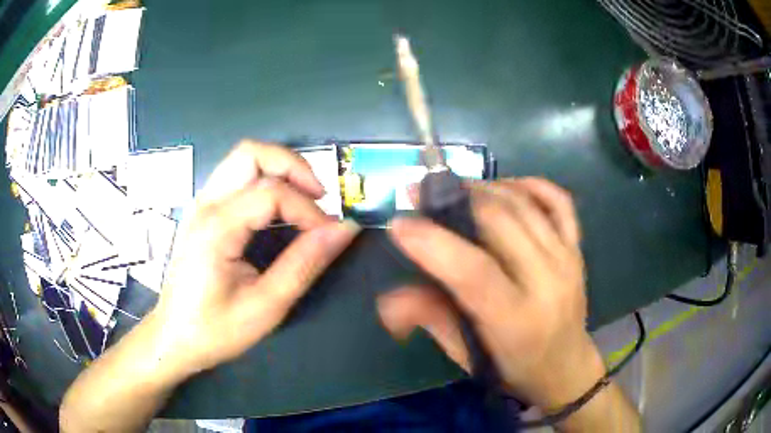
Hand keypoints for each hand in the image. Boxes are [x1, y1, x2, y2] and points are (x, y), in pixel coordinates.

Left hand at [152, 141, 359, 375]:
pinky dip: (264, 179)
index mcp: (217, 228)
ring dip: (278, 169)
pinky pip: (235, 176)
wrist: (174, 338)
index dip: (309, 210)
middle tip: (319, 196)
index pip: (272, 193)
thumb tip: (343, 230)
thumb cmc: (216, 329)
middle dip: (292, 165)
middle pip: (251, 152)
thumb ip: (304, 263)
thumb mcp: (266, 306)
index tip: (330, 234)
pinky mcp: (202, 211)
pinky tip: (277, 207)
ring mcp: (200, 204)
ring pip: (242, 159)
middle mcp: (205, 204)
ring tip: (303, 198)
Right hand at [379, 178, 603, 410]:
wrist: (566, 366)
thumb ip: (430, 319)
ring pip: (524, 205)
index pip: (474, 272)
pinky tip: (505, 187)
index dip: (434, 243)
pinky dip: (530, 185)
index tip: (399, 223)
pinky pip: (559, 202)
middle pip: (500, 223)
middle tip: (420, 192)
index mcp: (516, 321)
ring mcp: (567, 260)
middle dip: (454, 200)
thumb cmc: (512, 367)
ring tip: (454, 189)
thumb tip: (389, 298)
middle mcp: (547, 283)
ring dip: (483, 188)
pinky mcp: (577, 248)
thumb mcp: (466, 355)